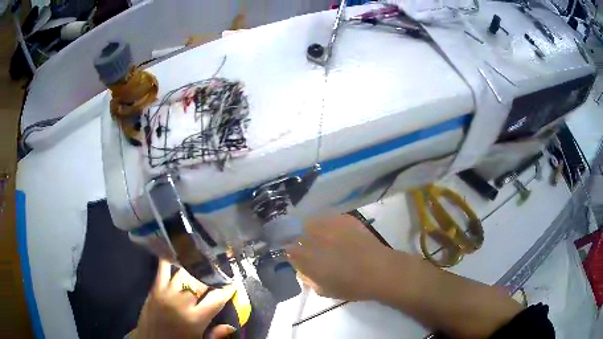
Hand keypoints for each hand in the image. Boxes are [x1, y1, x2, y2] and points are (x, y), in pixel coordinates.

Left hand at [136, 259, 235, 338]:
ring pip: (184, 274)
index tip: (233, 282)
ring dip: (194, 269)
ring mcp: (166, 293)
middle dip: (211, 277)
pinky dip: (169, 260)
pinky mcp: (155, 289)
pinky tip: (175, 253)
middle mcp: (182, 303)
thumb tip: (231, 326)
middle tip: (218, 272)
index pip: (216, 299)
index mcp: (195, 319)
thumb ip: (215, 335)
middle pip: (200, 283)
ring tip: (201, 263)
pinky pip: (162, 270)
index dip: (227, 290)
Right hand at [286, 214, 390, 300]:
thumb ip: (307, 278)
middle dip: (300, 239)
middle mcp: (314, 238)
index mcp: (307, 257)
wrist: (379, 270)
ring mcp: (329, 226)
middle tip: (308, 246)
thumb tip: (301, 270)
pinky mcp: (344, 219)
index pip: (289, 250)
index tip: (294, 254)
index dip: (290, 252)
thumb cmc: (351, 286)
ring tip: (320, 236)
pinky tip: (336, 231)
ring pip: (312, 222)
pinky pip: (329, 218)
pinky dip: (327, 223)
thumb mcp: (324, 290)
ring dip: (312, 228)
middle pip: (299, 233)